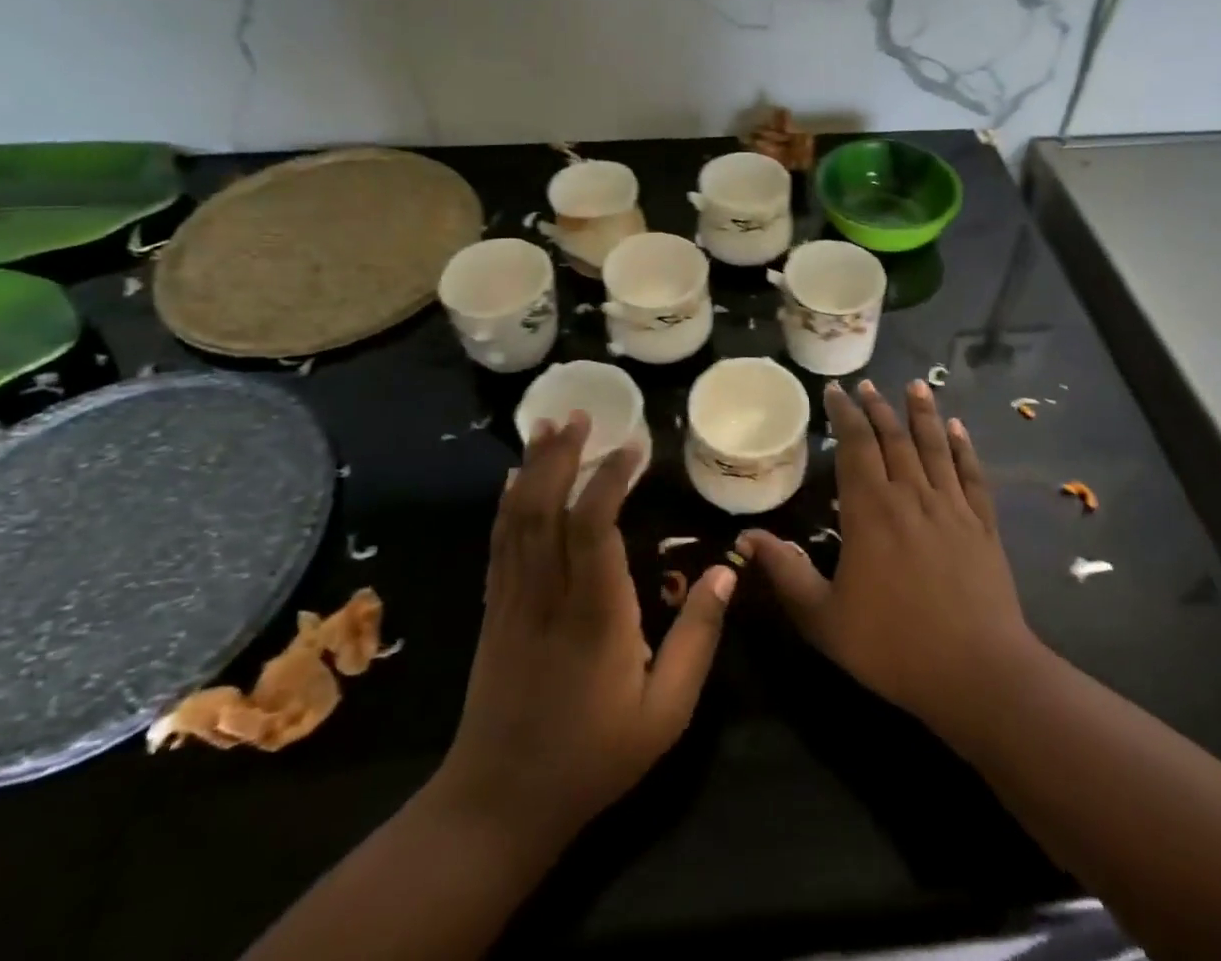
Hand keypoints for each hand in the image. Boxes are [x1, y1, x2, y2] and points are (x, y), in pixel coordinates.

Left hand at [433, 414, 735, 856]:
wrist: (498, 804)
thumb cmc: (592, 758)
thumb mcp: (664, 713)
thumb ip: (697, 640)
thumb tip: (726, 573)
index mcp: (594, 615)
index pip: (593, 527)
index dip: (610, 478)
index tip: (634, 444)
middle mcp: (547, 595)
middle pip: (546, 508)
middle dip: (563, 455)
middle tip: (582, 414)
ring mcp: (512, 600)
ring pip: (518, 518)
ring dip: (533, 467)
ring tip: (549, 425)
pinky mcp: (494, 610)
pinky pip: (499, 543)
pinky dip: (508, 502)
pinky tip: (515, 478)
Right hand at [737, 380, 1038, 731]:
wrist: (978, 674)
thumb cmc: (893, 647)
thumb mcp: (824, 618)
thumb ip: (786, 573)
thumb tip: (746, 537)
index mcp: (870, 512)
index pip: (855, 446)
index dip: (844, 414)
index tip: (835, 390)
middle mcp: (911, 496)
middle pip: (893, 438)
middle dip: (877, 407)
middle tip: (866, 384)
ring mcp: (951, 507)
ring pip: (933, 446)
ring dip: (922, 413)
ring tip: (914, 385)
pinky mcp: (983, 524)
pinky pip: (971, 474)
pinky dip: (963, 447)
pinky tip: (958, 428)